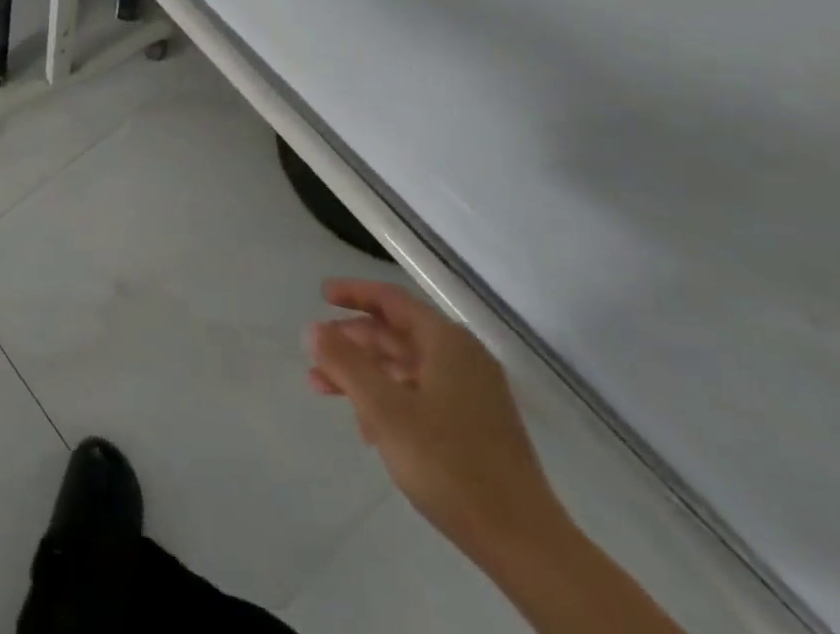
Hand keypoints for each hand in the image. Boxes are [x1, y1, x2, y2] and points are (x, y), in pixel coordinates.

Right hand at [306, 279, 561, 556]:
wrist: (527, 546)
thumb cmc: (450, 464)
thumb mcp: (385, 409)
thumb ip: (344, 362)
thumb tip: (312, 328)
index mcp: (447, 344)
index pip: (391, 300)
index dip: (353, 293)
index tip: (321, 296)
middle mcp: (463, 360)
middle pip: (396, 334)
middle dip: (352, 343)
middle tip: (316, 355)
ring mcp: (474, 395)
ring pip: (405, 367)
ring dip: (365, 374)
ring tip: (328, 392)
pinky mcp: (477, 428)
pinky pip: (422, 395)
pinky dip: (389, 399)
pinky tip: (369, 429)